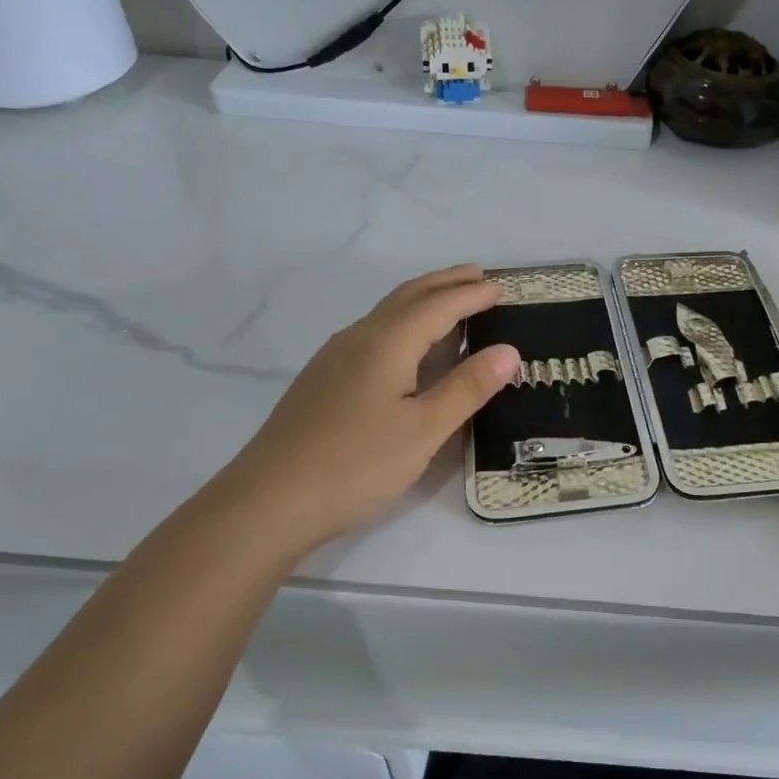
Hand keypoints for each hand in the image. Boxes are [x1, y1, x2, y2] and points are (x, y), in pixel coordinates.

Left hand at [205, 265, 519, 555]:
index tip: (503, 288)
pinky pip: (373, 333)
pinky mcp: (323, 380)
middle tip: (479, 277)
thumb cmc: (356, 464)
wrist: (269, 501)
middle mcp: (359, 338)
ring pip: (387, 314)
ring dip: (422, 301)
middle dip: (446, 283)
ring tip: (450, 304)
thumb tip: (509, 351)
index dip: (473, 295)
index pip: (439, 305)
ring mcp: (334, 358)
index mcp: (387, 342)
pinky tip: (406, 348)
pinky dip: (403, 324)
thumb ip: (467, 388)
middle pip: (408, 296)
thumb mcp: (424, 430)